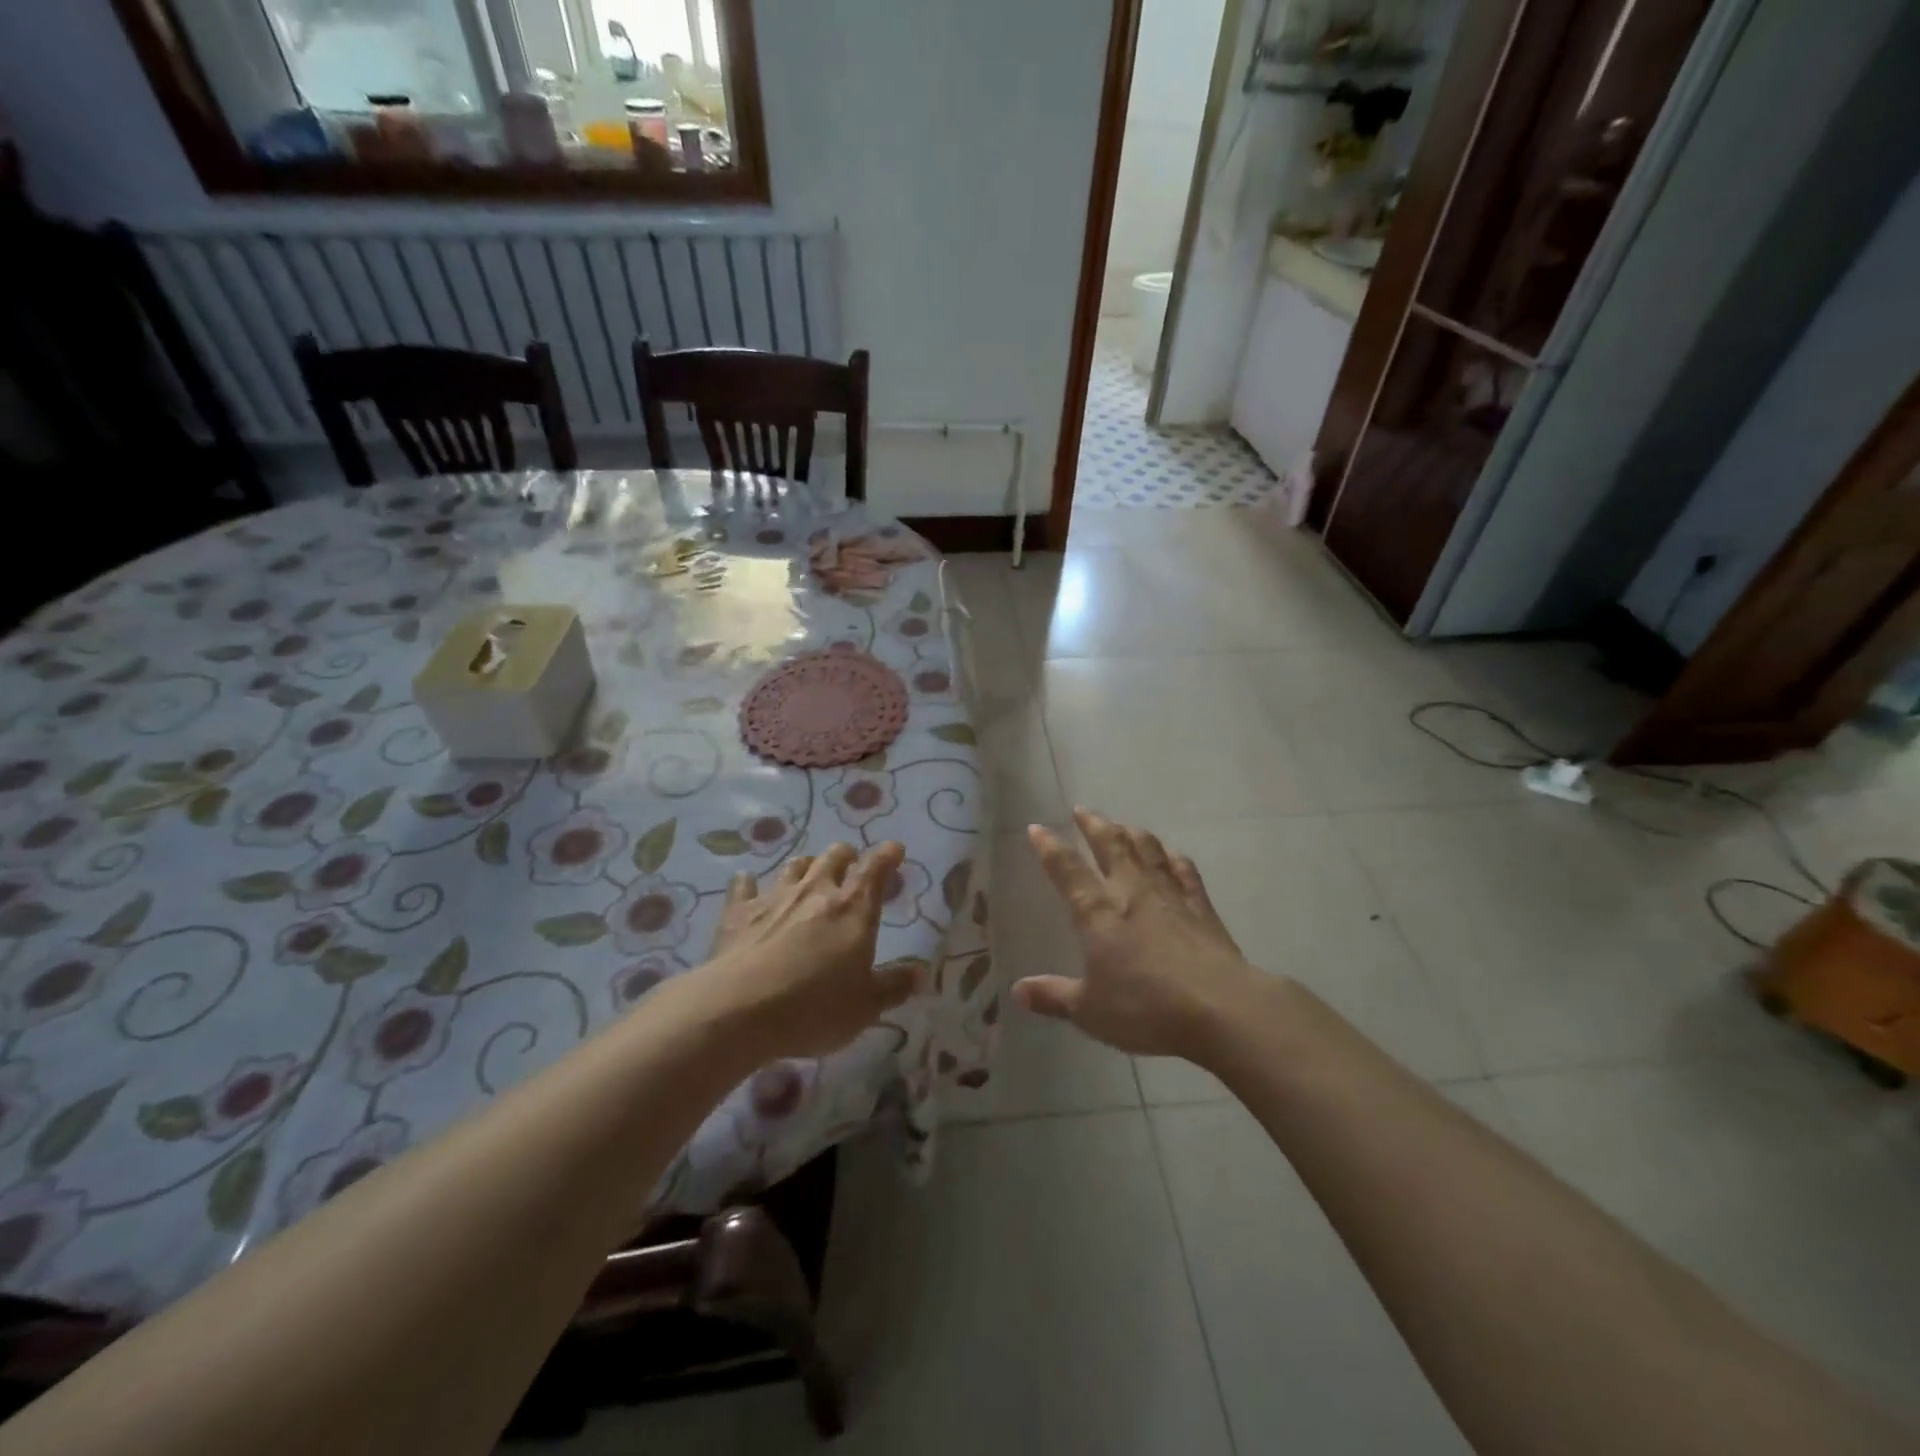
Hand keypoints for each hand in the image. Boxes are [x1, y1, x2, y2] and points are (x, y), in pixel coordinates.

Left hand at [703, 842, 923, 1059]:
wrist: (738, 1009)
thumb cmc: (814, 1007)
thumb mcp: (865, 1007)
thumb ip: (894, 987)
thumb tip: (921, 974)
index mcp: (853, 908)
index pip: (875, 868)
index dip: (887, 855)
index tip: (895, 849)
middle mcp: (816, 891)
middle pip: (834, 857)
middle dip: (847, 857)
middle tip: (851, 866)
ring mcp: (774, 898)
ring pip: (794, 866)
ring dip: (806, 866)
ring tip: (809, 873)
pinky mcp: (738, 913)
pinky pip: (744, 887)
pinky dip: (748, 884)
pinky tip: (747, 883)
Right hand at [1016, 809, 1263, 1060]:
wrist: (1219, 1007)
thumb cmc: (1145, 1008)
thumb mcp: (1090, 1010)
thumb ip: (1054, 996)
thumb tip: (1018, 991)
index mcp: (1097, 912)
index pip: (1067, 869)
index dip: (1049, 847)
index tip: (1037, 827)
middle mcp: (1131, 891)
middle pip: (1110, 845)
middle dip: (1093, 825)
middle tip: (1082, 810)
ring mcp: (1169, 894)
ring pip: (1147, 848)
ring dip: (1131, 832)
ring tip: (1121, 825)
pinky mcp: (1201, 906)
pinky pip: (1184, 870)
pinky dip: (1172, 857)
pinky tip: (1170, 854)